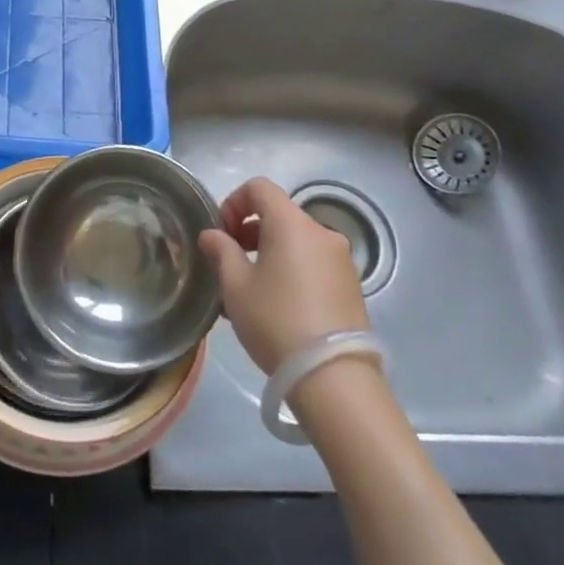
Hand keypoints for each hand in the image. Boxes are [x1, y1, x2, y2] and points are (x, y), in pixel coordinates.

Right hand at [198, 177, 368, 375]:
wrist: (333, 376)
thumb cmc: (276, 320)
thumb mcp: (235, 286)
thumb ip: (221, 252)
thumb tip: (212, 235)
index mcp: (291, 223)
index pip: (259, 188)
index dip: (233, 202)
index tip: (221, 233)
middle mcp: (321, 232)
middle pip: (279, 214)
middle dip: (249, 231)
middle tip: (230, 262)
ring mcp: (341, 260)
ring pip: (296, 242)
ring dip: (270, 253)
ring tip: (250, 290)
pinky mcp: (351, 286)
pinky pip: (313, 264)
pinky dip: (291, 270)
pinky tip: (277, 306)